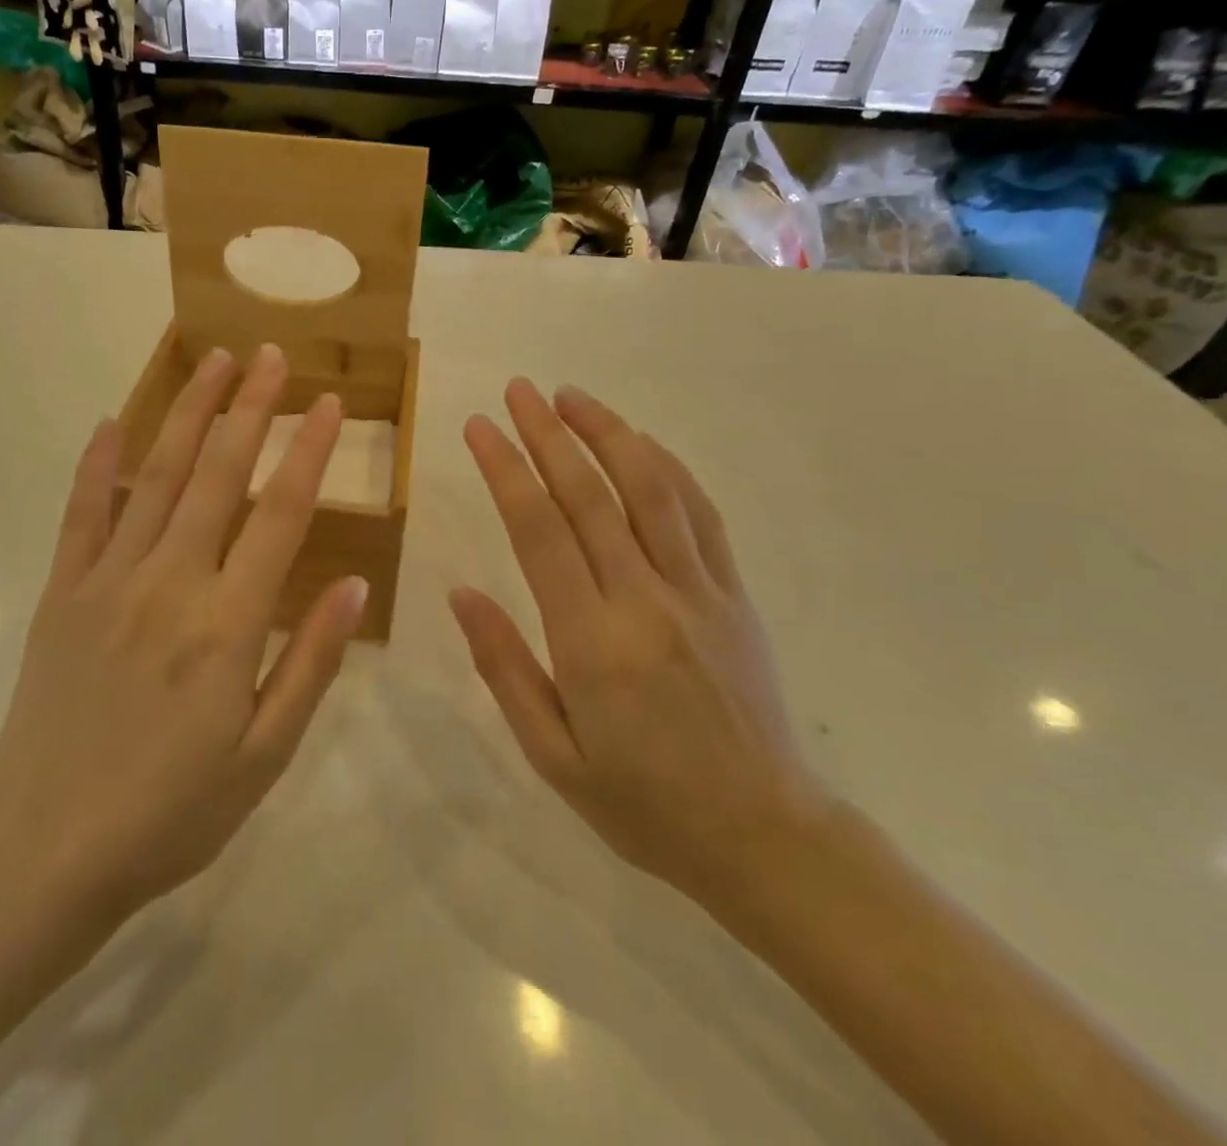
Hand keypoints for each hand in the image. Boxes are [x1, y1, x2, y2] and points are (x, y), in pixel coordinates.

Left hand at [0, 344, 368, 924]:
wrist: (44, 850)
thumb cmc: (171, 812)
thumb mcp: (264, 755)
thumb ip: (310, 663)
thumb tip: (354, 585)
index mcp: (228, 623)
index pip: (281, 514)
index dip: (310, 452)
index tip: (329, 404)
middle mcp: (171, 582)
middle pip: (219, 474)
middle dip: (249, 407)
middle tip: (269, 355)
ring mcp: (109, 580)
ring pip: (156, 476)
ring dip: (187, 413)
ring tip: (211, 361)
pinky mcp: (63, 592)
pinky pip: (83, 513)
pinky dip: (97, 464)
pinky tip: (110, 422)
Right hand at [452, 380, 830, 907]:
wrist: (764, 837)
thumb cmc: (641, 803)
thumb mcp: (551, 753)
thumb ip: (504, 666)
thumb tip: (462, 592)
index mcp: (591, 641)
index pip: (538, 531)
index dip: (505, 469)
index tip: (479, 427)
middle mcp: (645, 600)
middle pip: (590, 495)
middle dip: (547, 433)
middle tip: (517, 390)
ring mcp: (698, 592)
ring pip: (650, 489)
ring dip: (608, 433)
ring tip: (571, 396)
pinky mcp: (734, 595)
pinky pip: (700, 515)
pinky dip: (668, 468)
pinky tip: (641, 441)